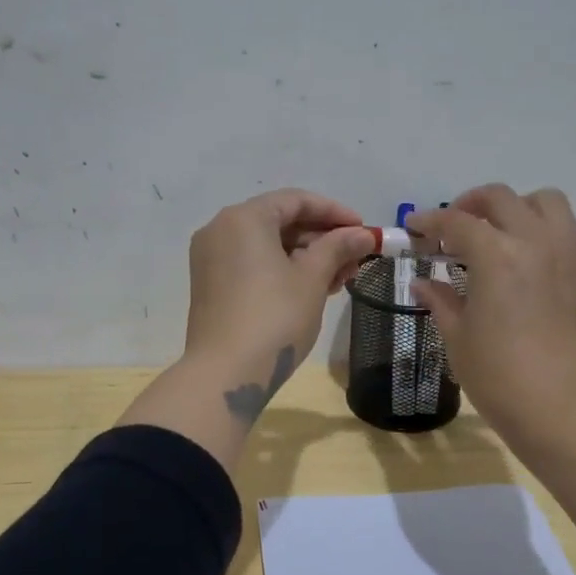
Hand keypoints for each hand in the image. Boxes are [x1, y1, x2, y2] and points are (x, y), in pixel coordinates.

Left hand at [182, 189, 374, 417]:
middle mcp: (221, 230)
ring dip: (306, 257)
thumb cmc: (274, 318)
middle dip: (322, 239)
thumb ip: (338, 248)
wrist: (225, 374)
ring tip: (341, 278)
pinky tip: (312, 289)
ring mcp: (211, 259)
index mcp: (243, 218)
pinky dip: (283, 271)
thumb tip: (363, 234)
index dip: (334, 212)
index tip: (364, 230)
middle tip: (356, 259)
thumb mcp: (312, 279)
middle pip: (280, 222)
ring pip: (267, 246)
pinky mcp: (211, 286)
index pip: (295, 200)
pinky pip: (253, 265)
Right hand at [406, 185, 575, 459]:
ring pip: (547, 203)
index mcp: (498, 256)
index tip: (414, 228)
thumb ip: (441, 302)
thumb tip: (422, 283)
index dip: (429, 221)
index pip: (456, 222)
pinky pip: (574, 234)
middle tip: (453, 227)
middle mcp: (538, 242)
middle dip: (471, 204)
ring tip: (502, 234)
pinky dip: (550, 235)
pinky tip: (537, 264)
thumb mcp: (459, 340)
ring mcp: (574, 254)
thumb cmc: (502, 380)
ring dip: (518, 209)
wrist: (569, 414)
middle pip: (502, 198)